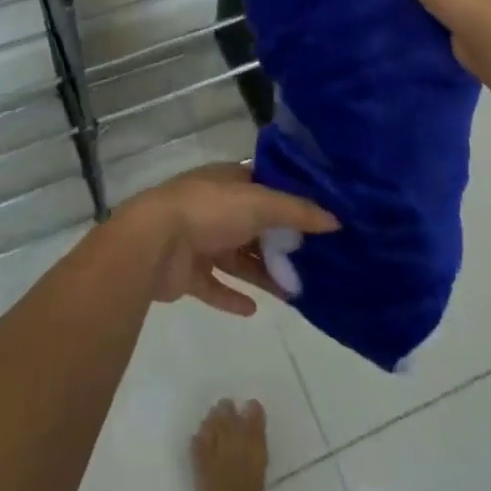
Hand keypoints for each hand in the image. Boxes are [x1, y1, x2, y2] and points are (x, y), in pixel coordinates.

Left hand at [118, 163, 338, 316]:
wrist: (154, 242)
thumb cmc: (209, 211)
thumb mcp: (260, 203)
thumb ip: (297, 211)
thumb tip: (336, 219)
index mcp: (227, 181)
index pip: (263, 186)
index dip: (290, 200)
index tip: (319, 220)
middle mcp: (213, 207)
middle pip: (253, 225)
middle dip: (280, 243)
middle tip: (313, 263)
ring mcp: (197, 239)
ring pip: (237, 257)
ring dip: (262, 273)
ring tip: (293, 292)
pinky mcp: (186, 272)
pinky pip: (214, 285)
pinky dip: (232, 296)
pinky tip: (254, 309)